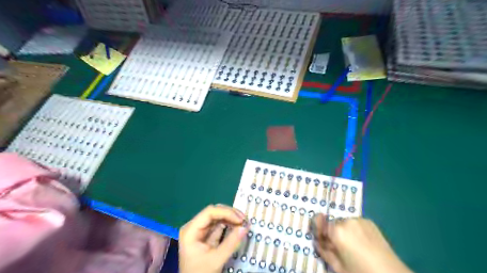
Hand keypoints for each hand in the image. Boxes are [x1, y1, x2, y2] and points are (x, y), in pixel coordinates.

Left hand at [178, 204, 248, 272]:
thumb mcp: (217, 259)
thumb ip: (231, 242)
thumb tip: (245, 226)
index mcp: (191, 230)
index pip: (209, 212)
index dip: (226, 212)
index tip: (241, 219)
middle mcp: (194, 226)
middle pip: (213, 212)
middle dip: (230, 214)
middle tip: (244, 220)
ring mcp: (199, 230)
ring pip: (217, 217)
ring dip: (231, 218)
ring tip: (243, 222)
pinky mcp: (206, 235)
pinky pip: (218, 225)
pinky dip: (229, 224)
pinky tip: (237, 226)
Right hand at [311, 213, 409, 272]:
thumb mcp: (338, 267)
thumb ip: (324, 251)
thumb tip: (317, 241)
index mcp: (337, 231)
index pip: (318, 221)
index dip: (319, 231)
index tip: (322, 242)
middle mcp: (347, 220)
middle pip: (332, 223)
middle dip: (333, 233)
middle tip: (340, 249)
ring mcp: (360, 219)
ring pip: (344, 223)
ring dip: (344, 232)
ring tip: (354, 247)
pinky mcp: (370, 222)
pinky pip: (355, 224)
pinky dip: (354, 231)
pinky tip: (363, 243)